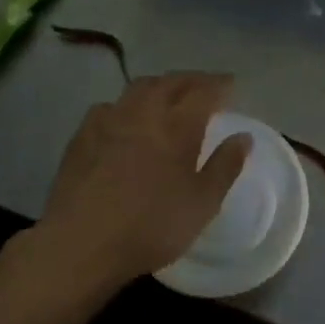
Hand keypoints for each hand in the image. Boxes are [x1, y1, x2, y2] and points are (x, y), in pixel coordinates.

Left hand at [35, 72, 251, 294]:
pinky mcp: (81, 136)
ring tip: (168, 96)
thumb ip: (225, 167)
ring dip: (159, 86)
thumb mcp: (202, 203)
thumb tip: (243, 137)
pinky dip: (126, 104)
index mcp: (177, 125)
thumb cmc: (151, 226)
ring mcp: (108, 120)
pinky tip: (125, 119)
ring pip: (138, 88)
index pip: (203, 91)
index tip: (231, 85)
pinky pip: (109, 106)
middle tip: (205, 86)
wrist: (81, 243)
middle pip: (170, 82)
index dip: (220, 85)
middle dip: (191, 80)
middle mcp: (143, 112)